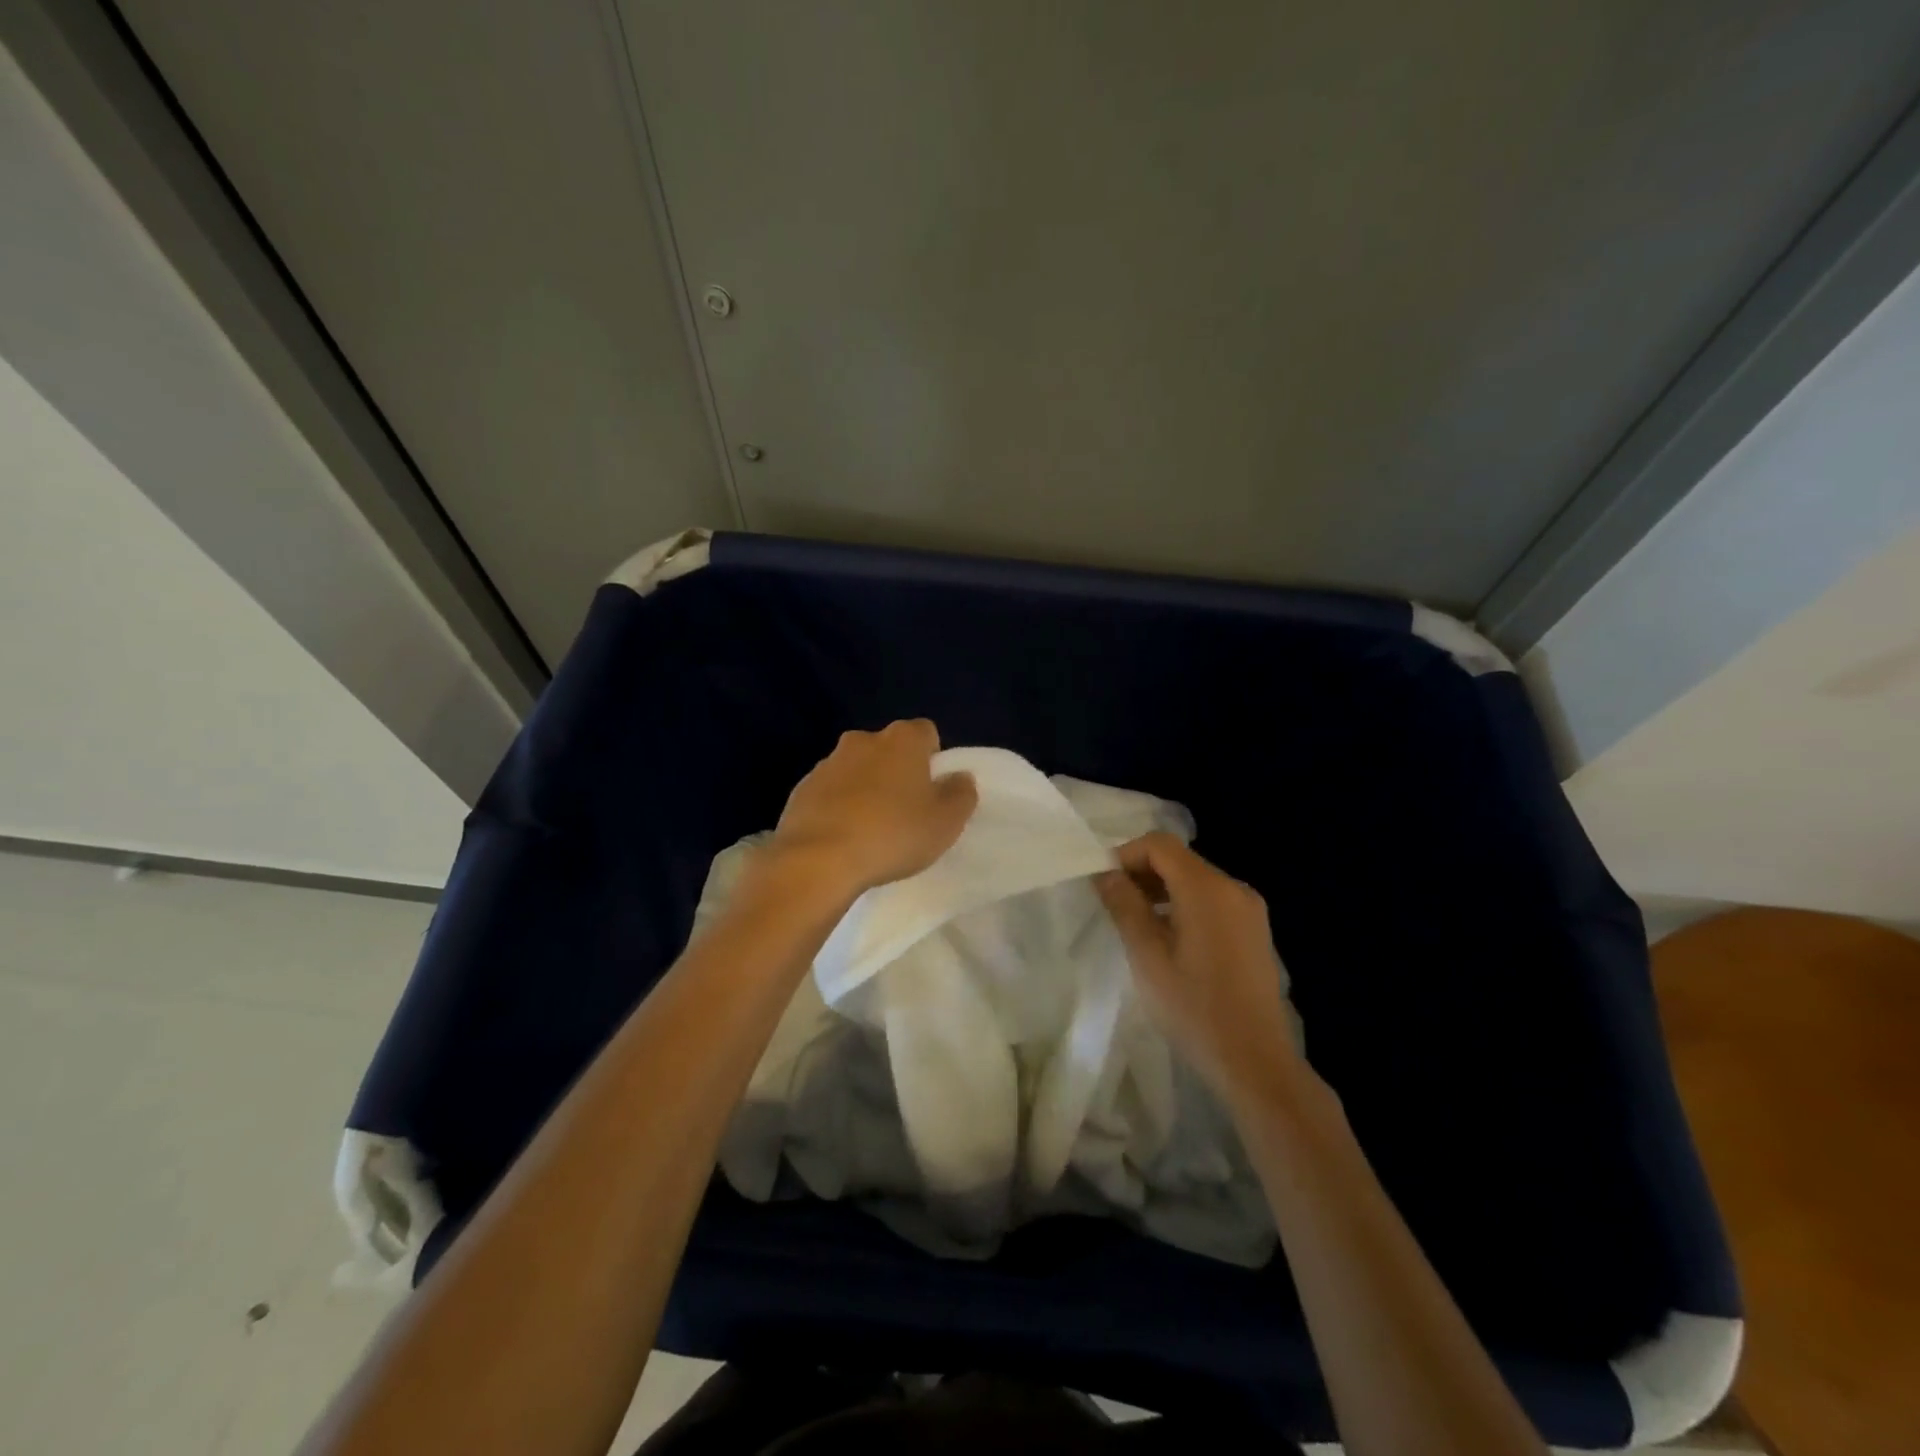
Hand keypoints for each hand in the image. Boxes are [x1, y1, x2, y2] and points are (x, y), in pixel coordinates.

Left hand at [769, 719, 978, 897]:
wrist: (818, 860)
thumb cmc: (892, 834)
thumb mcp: (945, 822)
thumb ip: (961, 794)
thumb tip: (960, 777)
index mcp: (902, 740)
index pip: (926, 733)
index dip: (933, 759)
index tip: (932, 791)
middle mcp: (863, 740)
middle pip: (889, 750)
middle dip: (897, 772)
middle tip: (905, 811)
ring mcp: (827, 763)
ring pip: (857, 769)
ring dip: (865, 789)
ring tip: (871, 830)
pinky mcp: (801, 789)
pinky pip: (830, 792)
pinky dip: (838, 807)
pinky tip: (843, 839)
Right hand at [1096, 833, 1299, 1104]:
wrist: (1255, 1061)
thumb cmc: (1193, 1008)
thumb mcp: (1147, 956)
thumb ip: (1124, 906)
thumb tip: (1105, 873)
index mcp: (1207, 889)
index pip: (1160, 844)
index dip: (1126, 854)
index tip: (1103, 884)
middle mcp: (1233, 888)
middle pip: (1179, 859)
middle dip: (1142, 872)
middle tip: (1113, 904)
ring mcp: (1249, 910)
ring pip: (1196, 880)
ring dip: (1162, 889)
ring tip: (1136, 923)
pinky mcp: (1255, 931)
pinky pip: (1213, 901)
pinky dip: (1185, 905)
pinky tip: (1169, 938)